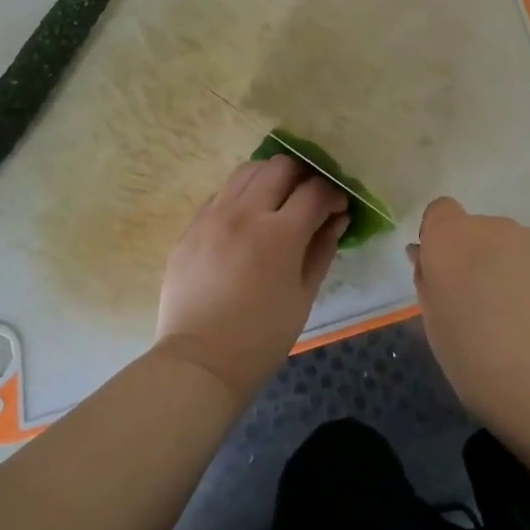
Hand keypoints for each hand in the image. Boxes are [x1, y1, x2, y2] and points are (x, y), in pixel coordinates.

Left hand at [154, 156, 349, 404]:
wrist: (200, 362)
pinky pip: (220, 194)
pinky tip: (246, 220)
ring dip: (269, 177)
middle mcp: (245, 212)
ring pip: (247, 171)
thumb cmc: (262, 338)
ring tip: (277, 201)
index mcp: (279, 233)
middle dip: (303, 176)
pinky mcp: (191, 227)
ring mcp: (213, 216)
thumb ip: (322, 250)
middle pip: (280, 166)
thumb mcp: (303, 296)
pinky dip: (240, 196)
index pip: (315, 190)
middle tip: (309, 198)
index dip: (333, 194)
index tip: (337, 207)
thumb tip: (337, 219)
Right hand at [412, 197, 529, 428]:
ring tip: (526, 324)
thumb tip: (425, 255)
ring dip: (517, 271)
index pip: (441, 212)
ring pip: (520, 248)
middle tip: (486, 309)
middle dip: (482, 259)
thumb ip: (429, 281)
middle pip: (482, 232)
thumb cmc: (477, 360)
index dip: (441, 238)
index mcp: (452, 238)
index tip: (446, 273)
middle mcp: (496, 228)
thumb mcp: (435, 325)